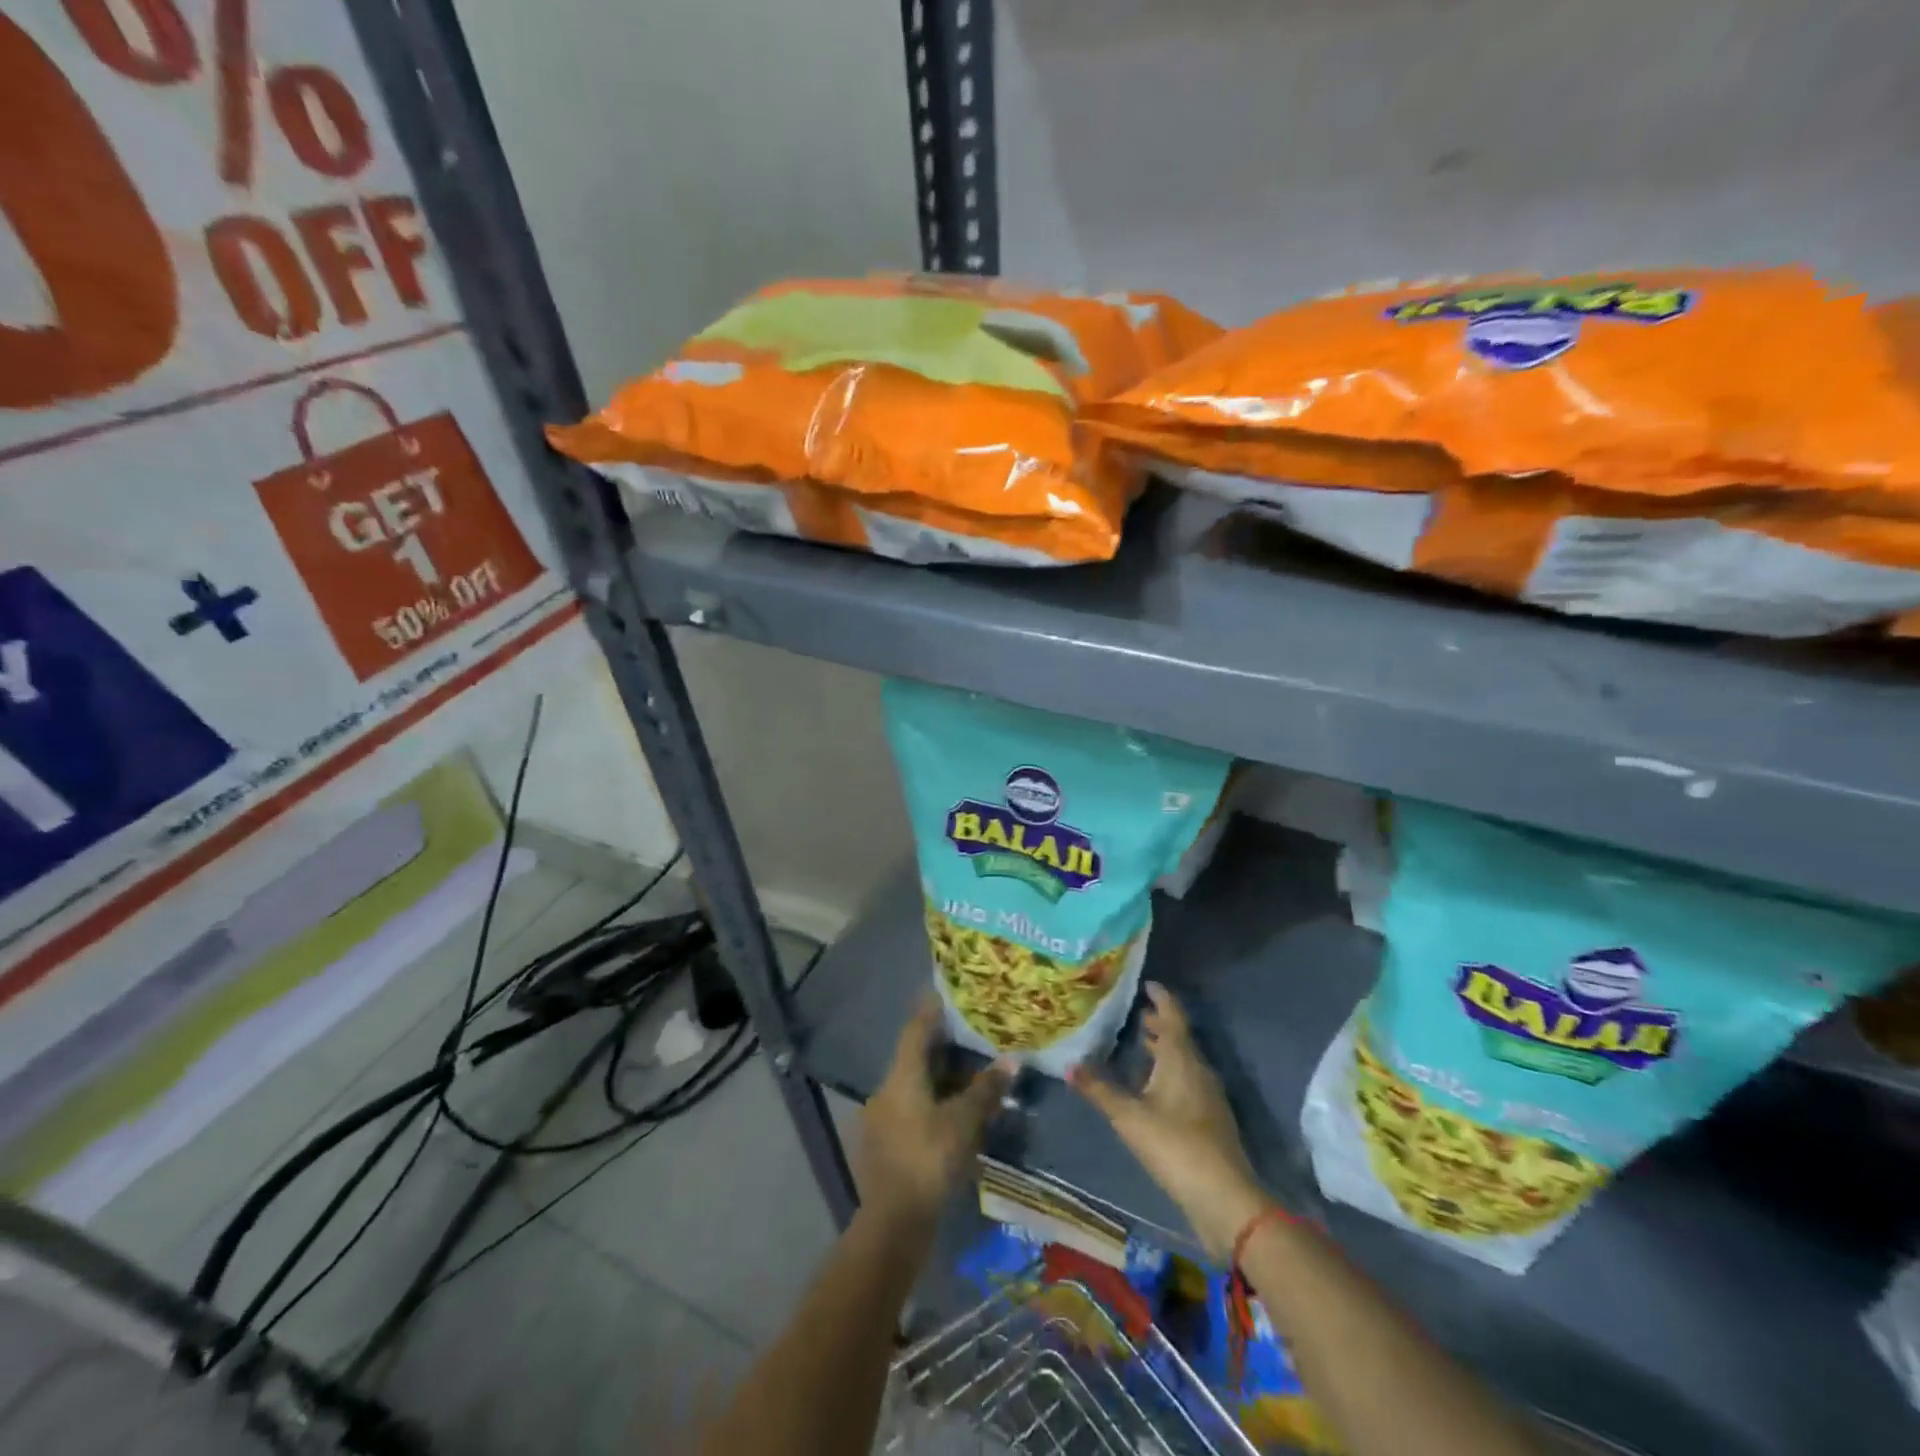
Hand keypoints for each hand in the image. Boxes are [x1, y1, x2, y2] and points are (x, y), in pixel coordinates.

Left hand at [858, 998, 1012, 1227]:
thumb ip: (986, 1090)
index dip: (932, 1010)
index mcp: (901, 1076)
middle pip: (916, 1057)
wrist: (893, 1223)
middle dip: (944, 1047)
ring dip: (941, 1079)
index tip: (948, 993)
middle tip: (972, 1036)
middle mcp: (887, 1089)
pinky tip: (955, 1114)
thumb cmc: (929, 1160)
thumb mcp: (964, 1122)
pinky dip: (934, 1104)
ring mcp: (883, 1118)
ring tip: (971, 1076)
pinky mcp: (887, 1144)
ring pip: (915, 1085)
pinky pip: (913, 1109)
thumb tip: (1011, 1061)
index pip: (916, 1029)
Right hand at [1070, 982, 1269, 1260]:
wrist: (1224, 1198)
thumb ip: (1099, 1090)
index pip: (1172, 1017)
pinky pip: (1187, 1081)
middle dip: (1158, 1024)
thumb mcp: (1129, 1117)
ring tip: (1140, 1043)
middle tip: (1135, 1012)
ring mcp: (1207, 1096)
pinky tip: (1152, 1087)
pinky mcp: (1209, 1120)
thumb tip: (1069, 1065)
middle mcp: (1198, 1070)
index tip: (1147, 984)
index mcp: (1181, 1059)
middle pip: (1179, 1038)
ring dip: (1164, 1049)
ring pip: (1183, 1061)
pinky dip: (1168, 1072)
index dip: (1161, 999)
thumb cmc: (1175, 1146)